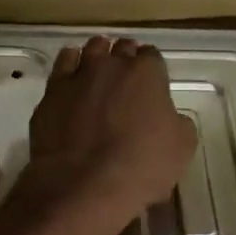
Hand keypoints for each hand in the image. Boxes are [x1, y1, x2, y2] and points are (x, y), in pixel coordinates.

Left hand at [23, 36, 197, 225]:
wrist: (83, 186)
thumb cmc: (141, 166)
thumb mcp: (182, 146)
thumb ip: (177, 121)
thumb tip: (168, 117)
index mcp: (147, 73)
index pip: (152, 56)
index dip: (153, 69)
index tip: (153, 84)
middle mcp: (112, 65)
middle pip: (122, 48)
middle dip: (126, 58)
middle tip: (127, 79)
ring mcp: (79, 75)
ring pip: (91, 50)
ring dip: (99, 55)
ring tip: (100, 70)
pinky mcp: (52, 92)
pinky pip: (63, 65)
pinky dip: (70, 64)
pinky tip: (73, 75)